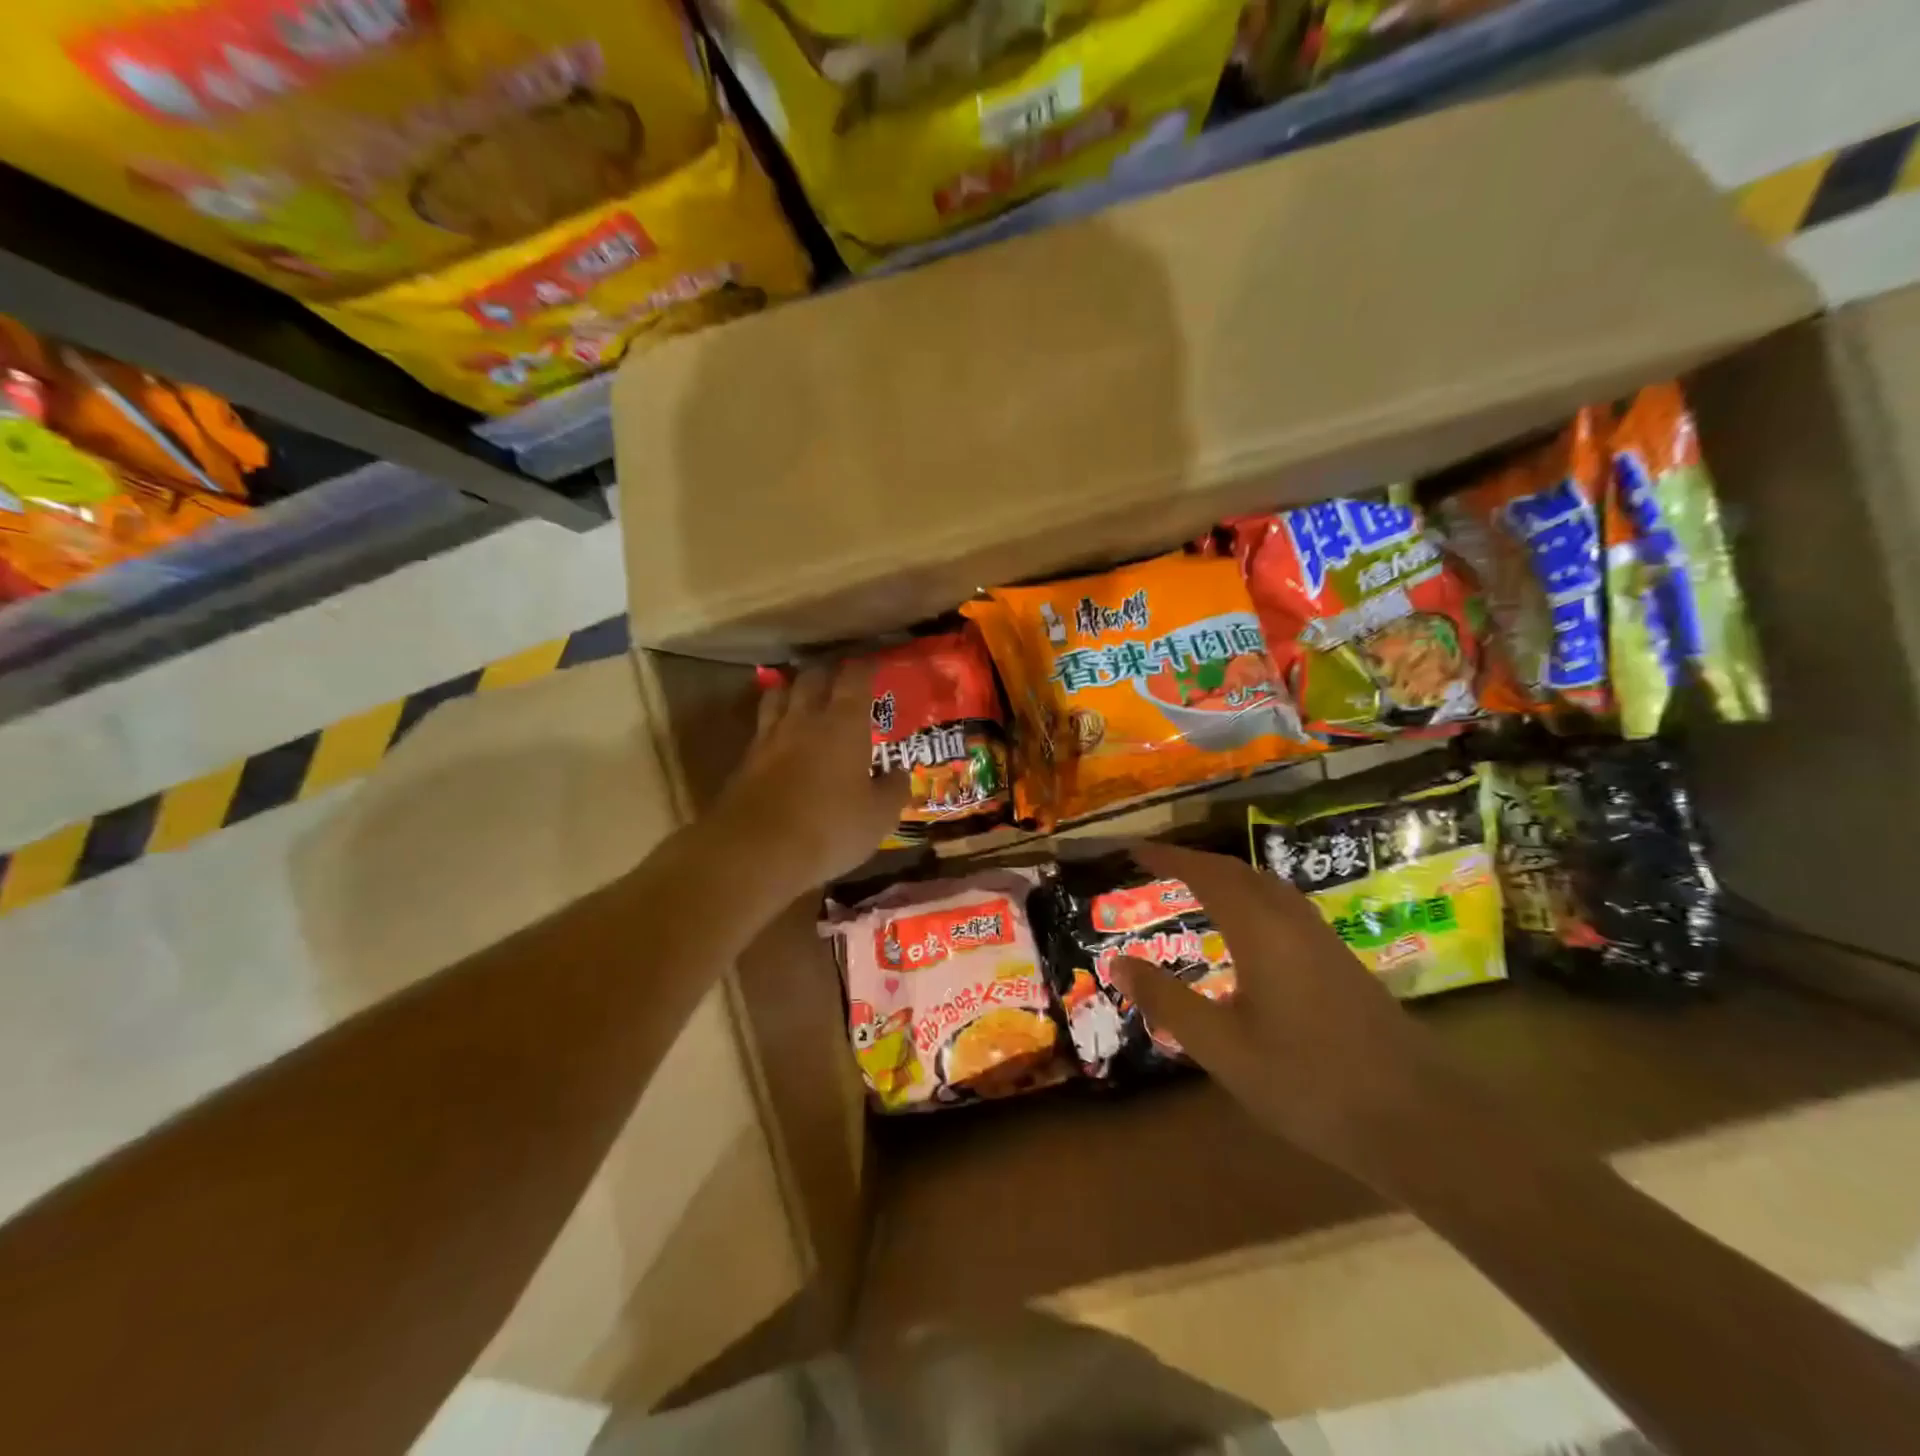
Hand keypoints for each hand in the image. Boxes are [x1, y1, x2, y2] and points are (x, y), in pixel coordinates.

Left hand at [707, 661, 910, 899]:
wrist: (756, 851)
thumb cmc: (830, 828)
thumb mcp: (878, 817)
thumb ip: (893, 790)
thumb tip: (900, 773)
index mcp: (843, 724)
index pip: (854, 678)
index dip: (864, 667)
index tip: (872, 664)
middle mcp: (804, 720)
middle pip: (811, 677)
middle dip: (826, 672)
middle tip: (838, 678)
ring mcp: (769, 738)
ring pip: (778, 695)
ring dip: (792, 690)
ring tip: (801, 696)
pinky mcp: (745, 761)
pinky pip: (761, 728)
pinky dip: (773, 724)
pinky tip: (779, 738)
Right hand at [1108, 842, 1454, 1185]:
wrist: (1420, 1119)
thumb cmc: (1309, 1082)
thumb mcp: (1222, 1048)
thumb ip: (1167, 1001)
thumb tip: (1118, 962)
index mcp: (1260, 930)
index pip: (1205, 874)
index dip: (1167, 857)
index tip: (1133, 851)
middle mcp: (1291, 921)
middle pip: (1238, 872)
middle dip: (1194, 861)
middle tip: (1157, 866)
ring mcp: (1322, 940)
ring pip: (1267, 887)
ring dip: (1227, 877)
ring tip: (1195, 888)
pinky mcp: (1341, 963)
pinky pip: (1284, 908)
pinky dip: (1251, 899)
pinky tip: (1248, 933)